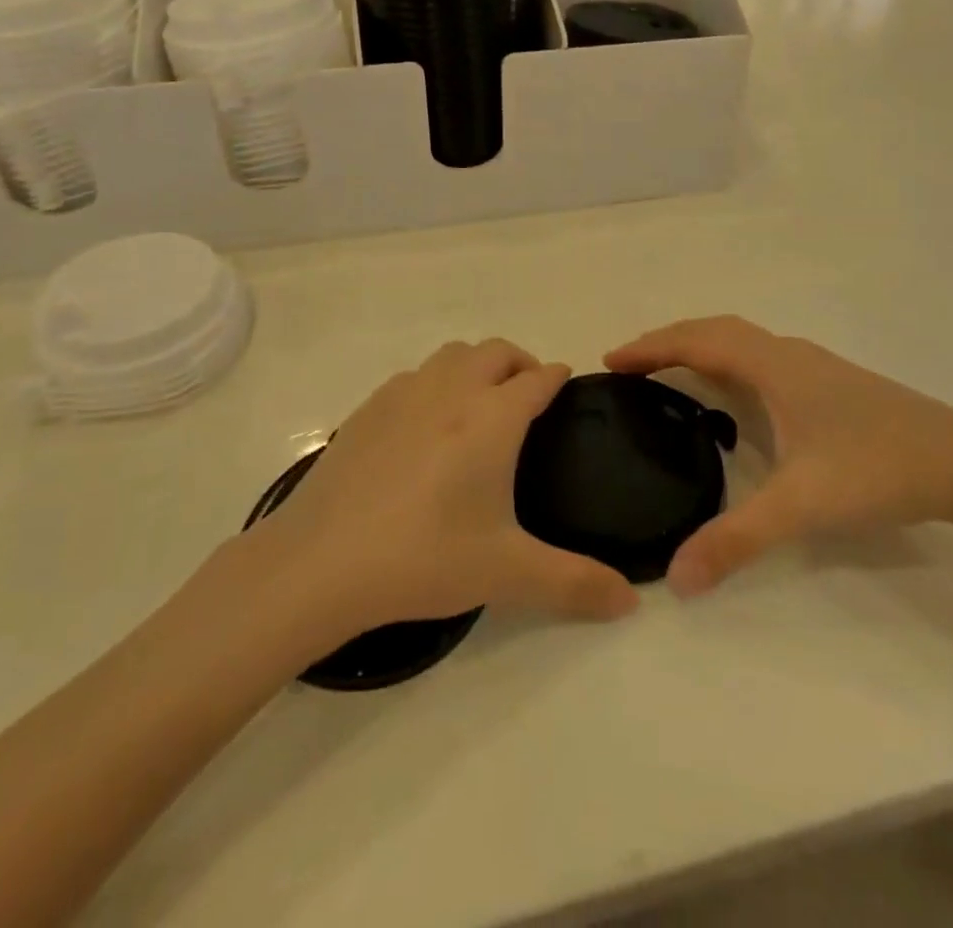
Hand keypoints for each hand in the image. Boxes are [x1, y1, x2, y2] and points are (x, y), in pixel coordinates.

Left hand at [251, 340, 639, 632]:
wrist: (321, 561)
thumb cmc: (424, 557)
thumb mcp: (507, 573)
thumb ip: (574, 584)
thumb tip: (631, 601)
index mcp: (492, 417)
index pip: (538, 378)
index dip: (557, 378)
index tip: (566, 388)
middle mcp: (451, 391)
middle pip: (496, 352)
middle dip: (520, 363)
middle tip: (529, 397)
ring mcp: (404, 394)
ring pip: (452, 355)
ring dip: (476, 366)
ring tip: (480, 405)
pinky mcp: (368, 409)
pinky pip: (413, 376)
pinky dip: (434, 383)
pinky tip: (425, 426)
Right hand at [606, 316, 952, 595]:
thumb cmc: (879, 469)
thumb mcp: (803, 506)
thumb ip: (737, 540)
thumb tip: (676, 578)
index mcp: (774, 366)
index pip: (697, 341)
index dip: (651, 347)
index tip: (610, 360)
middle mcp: (788, 355)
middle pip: (715, 330)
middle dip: (667, 341)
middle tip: (629, 365)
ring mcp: (813, 366)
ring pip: (741, 341)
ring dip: (699, 346)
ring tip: (667, 372)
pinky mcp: (831, 384)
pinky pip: (760, 357)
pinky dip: (727, 360)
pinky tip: (733, 396)